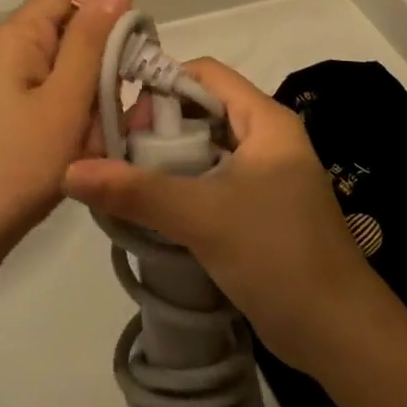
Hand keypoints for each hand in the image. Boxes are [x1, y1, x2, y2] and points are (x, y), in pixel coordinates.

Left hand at [0, 0, 133, 283]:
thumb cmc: (14, 165)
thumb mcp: (65, 101)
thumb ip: (91, 42)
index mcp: (11, 37)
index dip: (106, 14)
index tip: (137, 51)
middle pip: (62, 38)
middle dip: (97, 70)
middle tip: (116, 112)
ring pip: (55, 76)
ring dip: (83, 103)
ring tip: (93, 143)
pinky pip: (38, 103)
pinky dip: (62, 122)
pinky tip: (71, 155)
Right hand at [64, 58, 376, 370]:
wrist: (337, 332)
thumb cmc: (276, 254)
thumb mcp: (202, 216)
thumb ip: (136, 191)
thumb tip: (68, 171)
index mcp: (265, 120)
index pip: (205, 73)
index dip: (161, 84)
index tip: (121, 119)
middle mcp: (266, 137)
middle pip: (201, 109)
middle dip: (157, 128)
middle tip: (117, 158)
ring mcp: (265, 175)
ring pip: (204, 149)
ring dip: (166, 162)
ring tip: (123, 183)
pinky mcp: (259, 209)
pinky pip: (211, 181)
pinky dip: (181, 188)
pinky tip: (150, 210)